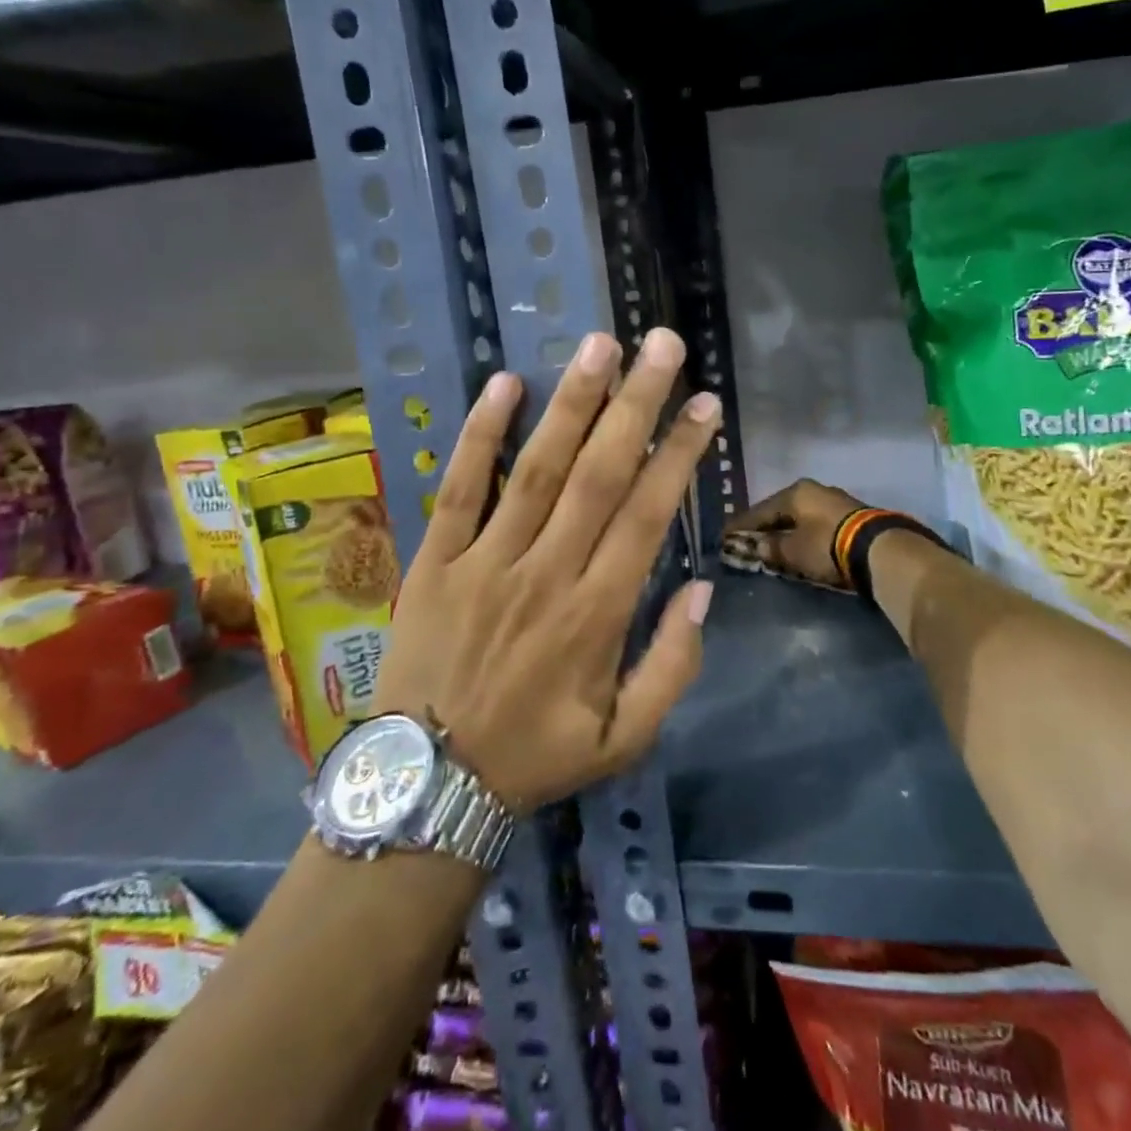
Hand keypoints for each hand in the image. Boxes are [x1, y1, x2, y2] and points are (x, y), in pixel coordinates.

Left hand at [373, 328, 719, 812]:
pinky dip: (480, 435)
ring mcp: (485, 561)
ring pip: (536, 468)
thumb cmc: (534, 756)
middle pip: (598, 473)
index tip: (703, 405)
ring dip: (571, 403)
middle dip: (634, 404)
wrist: (427, 785)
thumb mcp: (624, 739)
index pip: (646, 515)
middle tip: (660, 345)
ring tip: (599, 345)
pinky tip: (503, 385)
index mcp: (597, 614)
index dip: (678, 455)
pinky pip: (458, 488)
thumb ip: (672, 666)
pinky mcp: (434, 560)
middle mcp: (546, 572)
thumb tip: (702, 589)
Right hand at [725, 479, 867, 587]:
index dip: (740, 525)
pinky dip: (803, 534)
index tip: (723, 536)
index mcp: (795, 492)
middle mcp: (813, 490)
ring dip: (785, 530)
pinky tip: (798, 544)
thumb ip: (771, 547)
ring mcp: (834, 500)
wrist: (878, 549)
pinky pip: (815, 524)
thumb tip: (758, 546)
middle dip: (764, 526)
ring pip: (799, 516)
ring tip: (772, 544)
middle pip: (780, 510)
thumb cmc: (826, 545)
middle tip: (747, 540)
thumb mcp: (792, 550)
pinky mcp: (850, 516)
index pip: (759, 510)